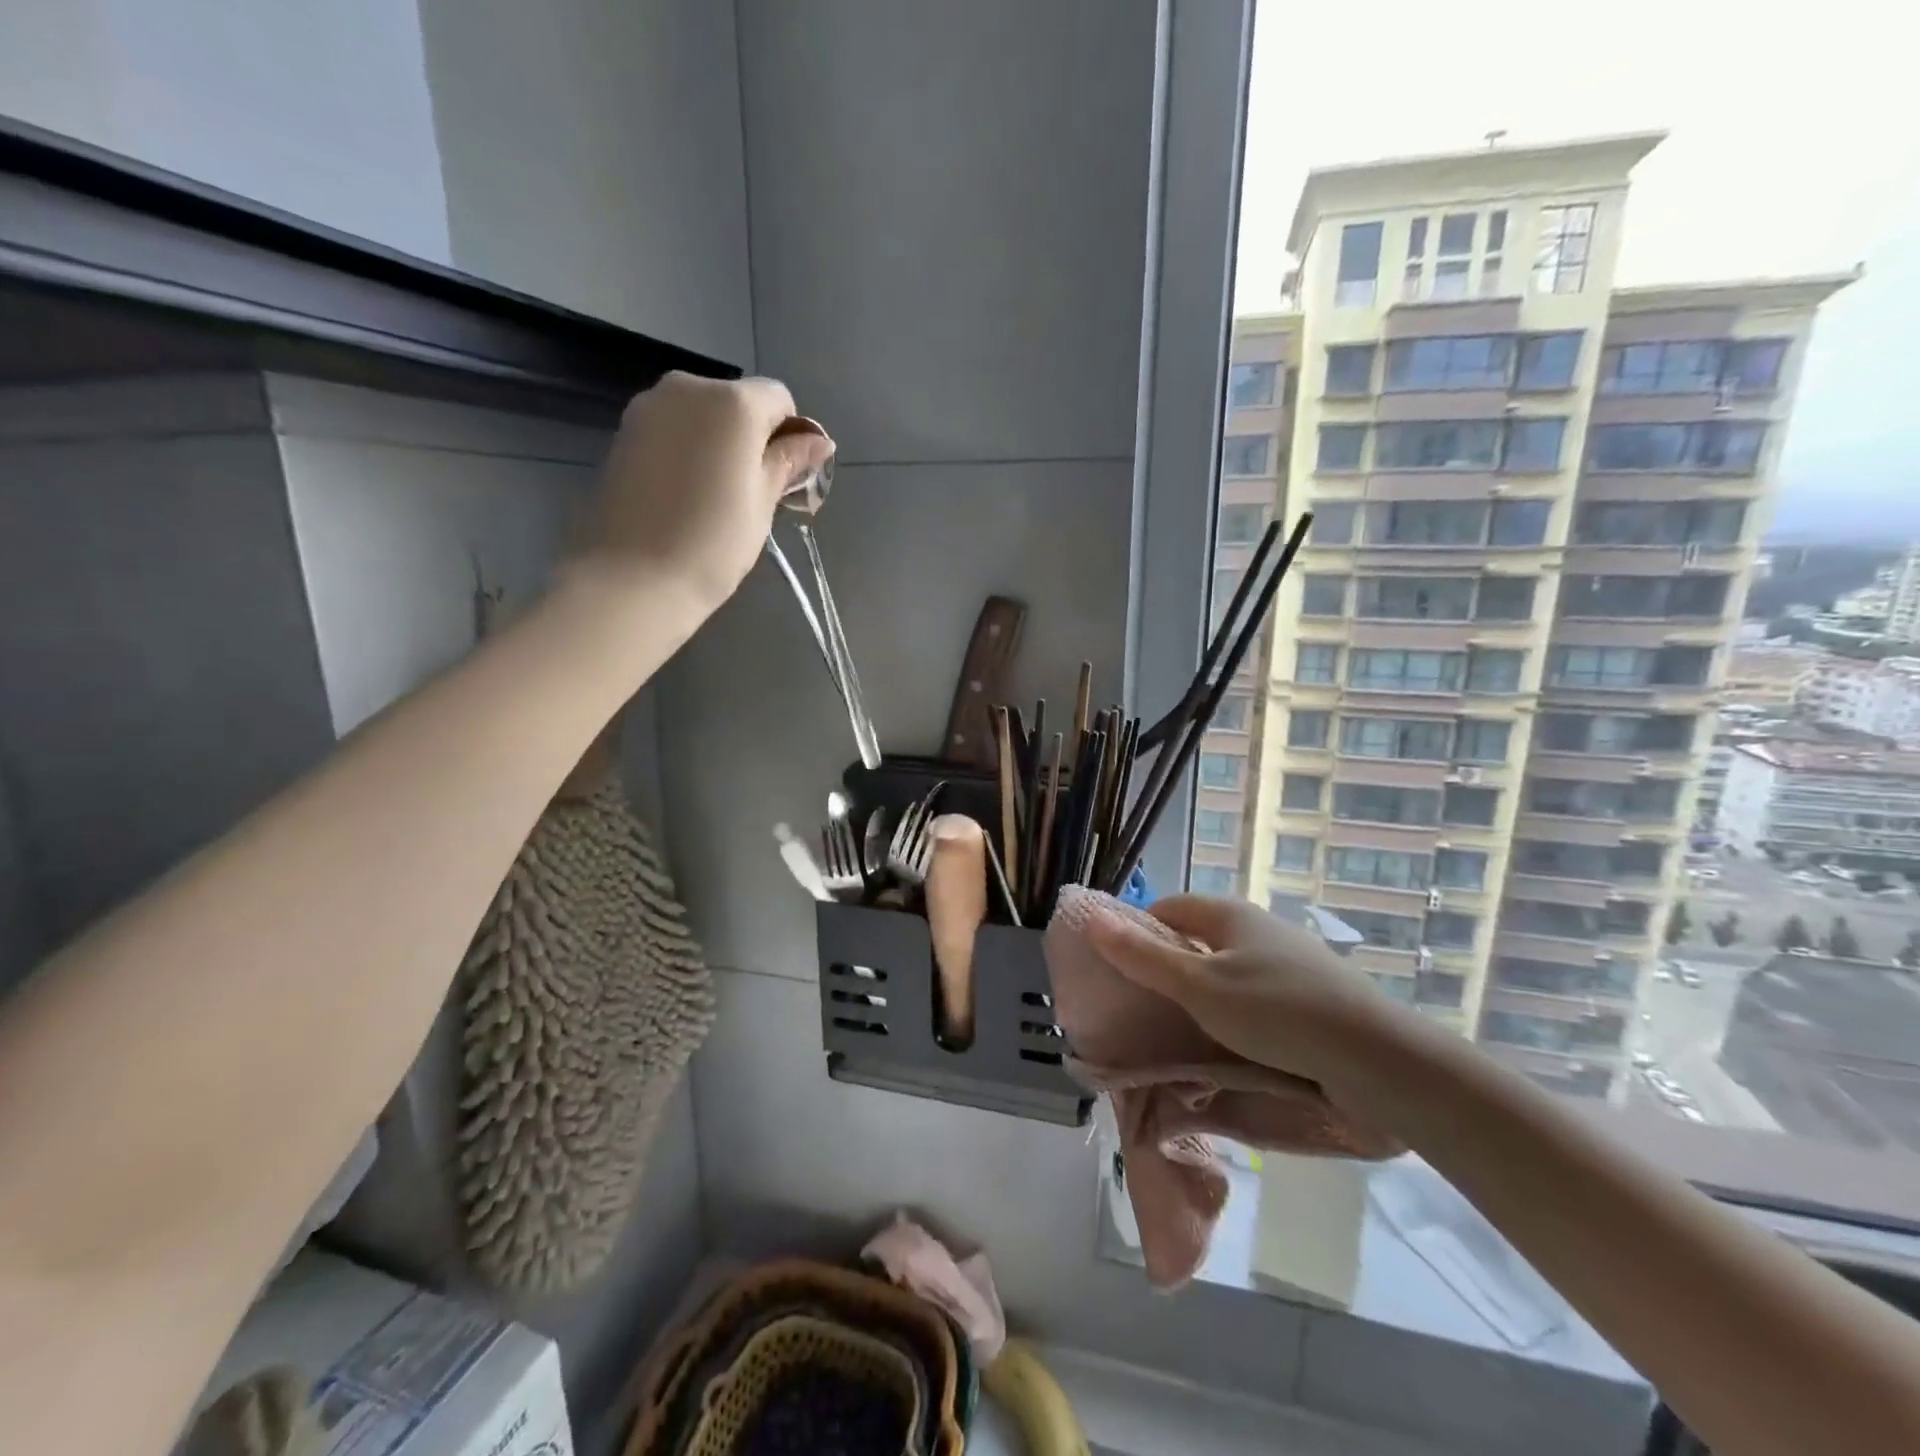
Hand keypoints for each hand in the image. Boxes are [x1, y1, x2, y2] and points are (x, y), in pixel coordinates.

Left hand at [587, 372, 835, 610]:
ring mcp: (649, 407)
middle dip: (750, 436)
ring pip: (701, 415)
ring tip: (714, 495)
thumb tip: (820, 441)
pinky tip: (683, 493)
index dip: (789, 434)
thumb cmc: (714, 542)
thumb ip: (788, 462)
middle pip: (736, 401)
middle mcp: (688, 388)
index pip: (778, 398)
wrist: (634, 577)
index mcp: (732, 402)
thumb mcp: (763, 502)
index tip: (785, 476)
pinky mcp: (623, 432)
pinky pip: (671, 429)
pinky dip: (686, 450)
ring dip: (717, 443)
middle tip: (750, 491)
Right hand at [1086, 894, 1407, 1088]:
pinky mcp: (1313, 993)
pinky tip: (1239, 1044)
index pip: (1168, 908)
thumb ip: (1143, 957)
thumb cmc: (1276, 1013)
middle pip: (1198, 937)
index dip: (1138, 932)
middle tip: (1148, 1007)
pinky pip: (1259, 993)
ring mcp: (1291, 959)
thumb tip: (1090, 918)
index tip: (1122, 972)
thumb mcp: (1198, 987)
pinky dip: (1239, 1011)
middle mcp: (1260, 926)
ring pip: (1229, 968)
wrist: (1379, 1058)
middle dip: (1170, 966)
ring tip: (1188, 1030)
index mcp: (1229, 914)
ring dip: (1205, 992)